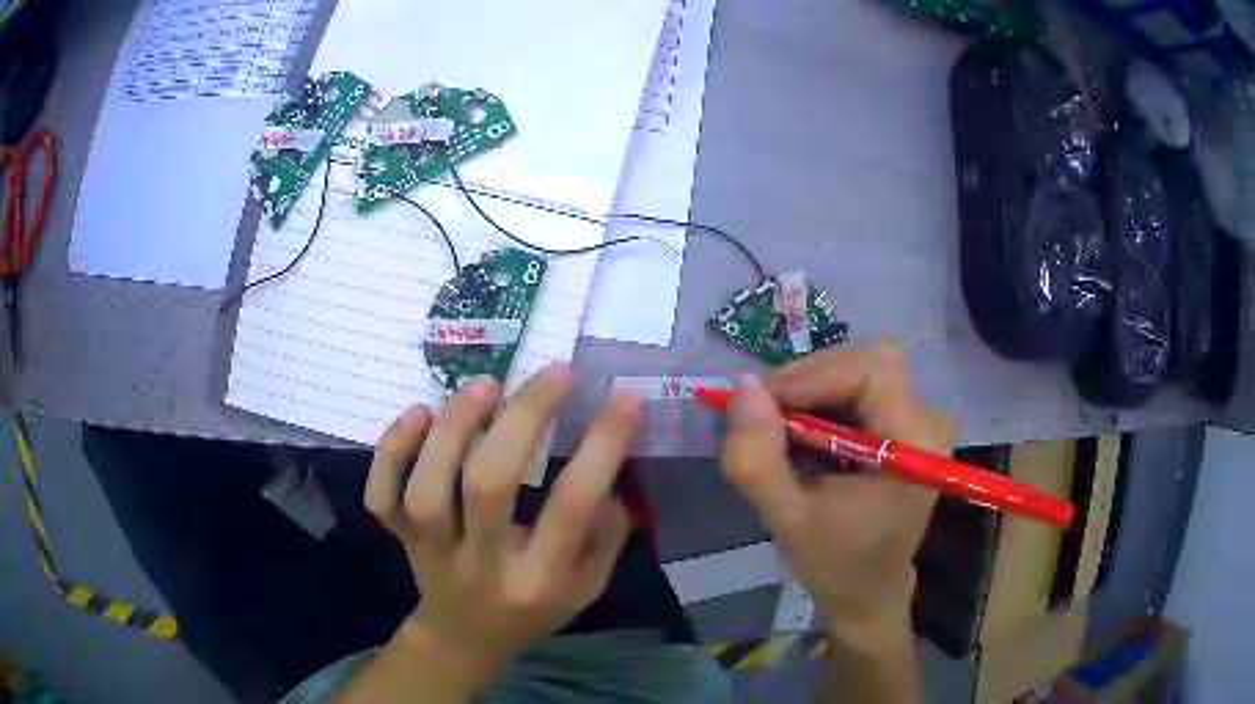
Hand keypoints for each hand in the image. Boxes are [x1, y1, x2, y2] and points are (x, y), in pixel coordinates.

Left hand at [363, 363, 641, 685]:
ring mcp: (431, 549)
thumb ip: (605, 536)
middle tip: (554, 372)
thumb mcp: (588, 586)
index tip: (626, 397)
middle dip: (523, 418)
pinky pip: (382, 494)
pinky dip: (390, 450)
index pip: (571, 507)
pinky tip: (417, 412)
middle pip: (489, 485)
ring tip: (485, 384)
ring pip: (427, 487)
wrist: (463, 637)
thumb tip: (609, 472)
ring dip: (453, 428)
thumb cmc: (533, 609)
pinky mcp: (399, 536)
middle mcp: (481, 563)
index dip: (601, 447)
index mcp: (538, 579)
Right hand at [720, 345, 957, 644]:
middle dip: (808, 379)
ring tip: (780, 429)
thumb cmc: (836, 562)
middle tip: (763, 413)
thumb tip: (741, 386)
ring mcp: (924, 419)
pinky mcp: (910, 422)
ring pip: (862, 369)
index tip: (763, 403)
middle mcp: (929, 421)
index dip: (814, 375)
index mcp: (914, 445)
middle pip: (867, 362)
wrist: (870, 589)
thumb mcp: (786, 518)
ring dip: (813, 389)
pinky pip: (864, 386)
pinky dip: (826, 400)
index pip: (871, 370)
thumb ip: (757, 459)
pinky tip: (805, 434)